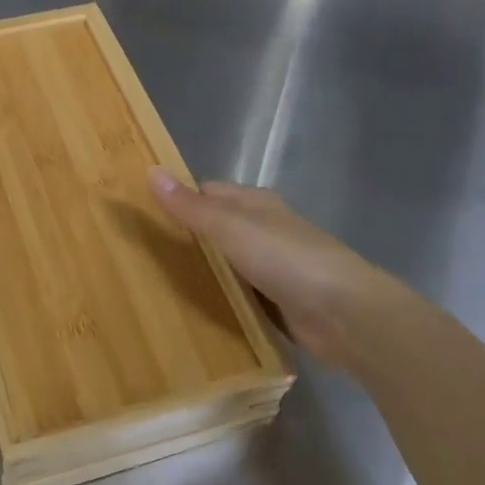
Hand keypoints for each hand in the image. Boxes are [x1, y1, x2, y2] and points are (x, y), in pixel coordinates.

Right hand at [148, 169, 406, 370]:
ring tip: (155, 284)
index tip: (141, 215)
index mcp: (255, 203)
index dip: (177, 199)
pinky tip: (194, 310)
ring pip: (225, 263)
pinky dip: (220, 298)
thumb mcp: (230, 227)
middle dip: (184, 239)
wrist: (345, 313)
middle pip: (215, 228)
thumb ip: (191, 206)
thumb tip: (151, 171)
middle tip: (139, 255)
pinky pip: (238, 294)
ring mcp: (272, 266)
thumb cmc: (286, 259)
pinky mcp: (278, 300)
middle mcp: (264, 229)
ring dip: (201, 272)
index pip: (206, 193)